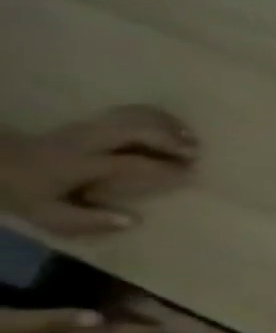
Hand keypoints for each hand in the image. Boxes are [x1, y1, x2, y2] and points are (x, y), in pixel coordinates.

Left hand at [0, 106, 198, 235]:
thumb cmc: (24, 191)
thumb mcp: (47, 214)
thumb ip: (88, 220)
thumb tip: (134, 220)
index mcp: (79, 164)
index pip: (131, 163)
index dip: (164, 169)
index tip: (189, 175)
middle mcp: (86, 140)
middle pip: (135, 130)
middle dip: (169, 140)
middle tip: (195, 153)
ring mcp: (86, 126)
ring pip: (132, 117)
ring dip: (165, 125)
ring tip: (190, 138)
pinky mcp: (88, 121)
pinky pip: (126, 112)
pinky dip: (154, 116)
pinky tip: (170, 125)